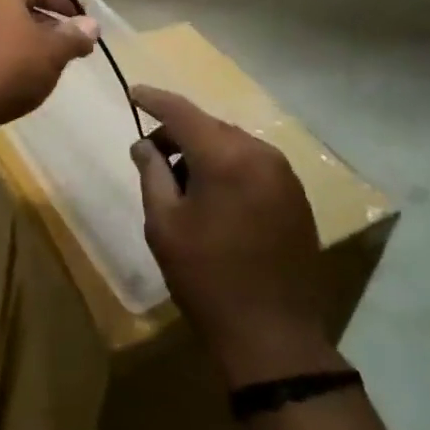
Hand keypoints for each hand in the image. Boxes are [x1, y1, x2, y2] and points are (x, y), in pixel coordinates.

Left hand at [0, 0, 98, 138]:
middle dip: (48, 24)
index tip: (84, 26)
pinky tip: (15, 76)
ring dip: (27, 40)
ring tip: (46, 64)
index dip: (67, 5)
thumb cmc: (9, 68)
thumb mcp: (52, 52)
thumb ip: (74, 36)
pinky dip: (5, 53)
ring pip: (2, 26)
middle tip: (69, 47)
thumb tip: (92, 25)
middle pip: (21, 5)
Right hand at [131, 85, 344, 388]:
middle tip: (151, 157)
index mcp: (225, 156)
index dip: (154, 99)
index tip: (133, 92)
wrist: (273, 338)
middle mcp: (260, 153)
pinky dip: (228, 168)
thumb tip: (144, 145)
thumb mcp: (164, 224)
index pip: (182, 111)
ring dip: (204, 152)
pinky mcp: (296, 196)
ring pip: (232, 145)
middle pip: (209, 126)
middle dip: (177, 133)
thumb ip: (152, 174)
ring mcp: (284, 174)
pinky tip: (214, 199)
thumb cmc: (207, 278)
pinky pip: (253, 165)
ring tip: (182, 185)